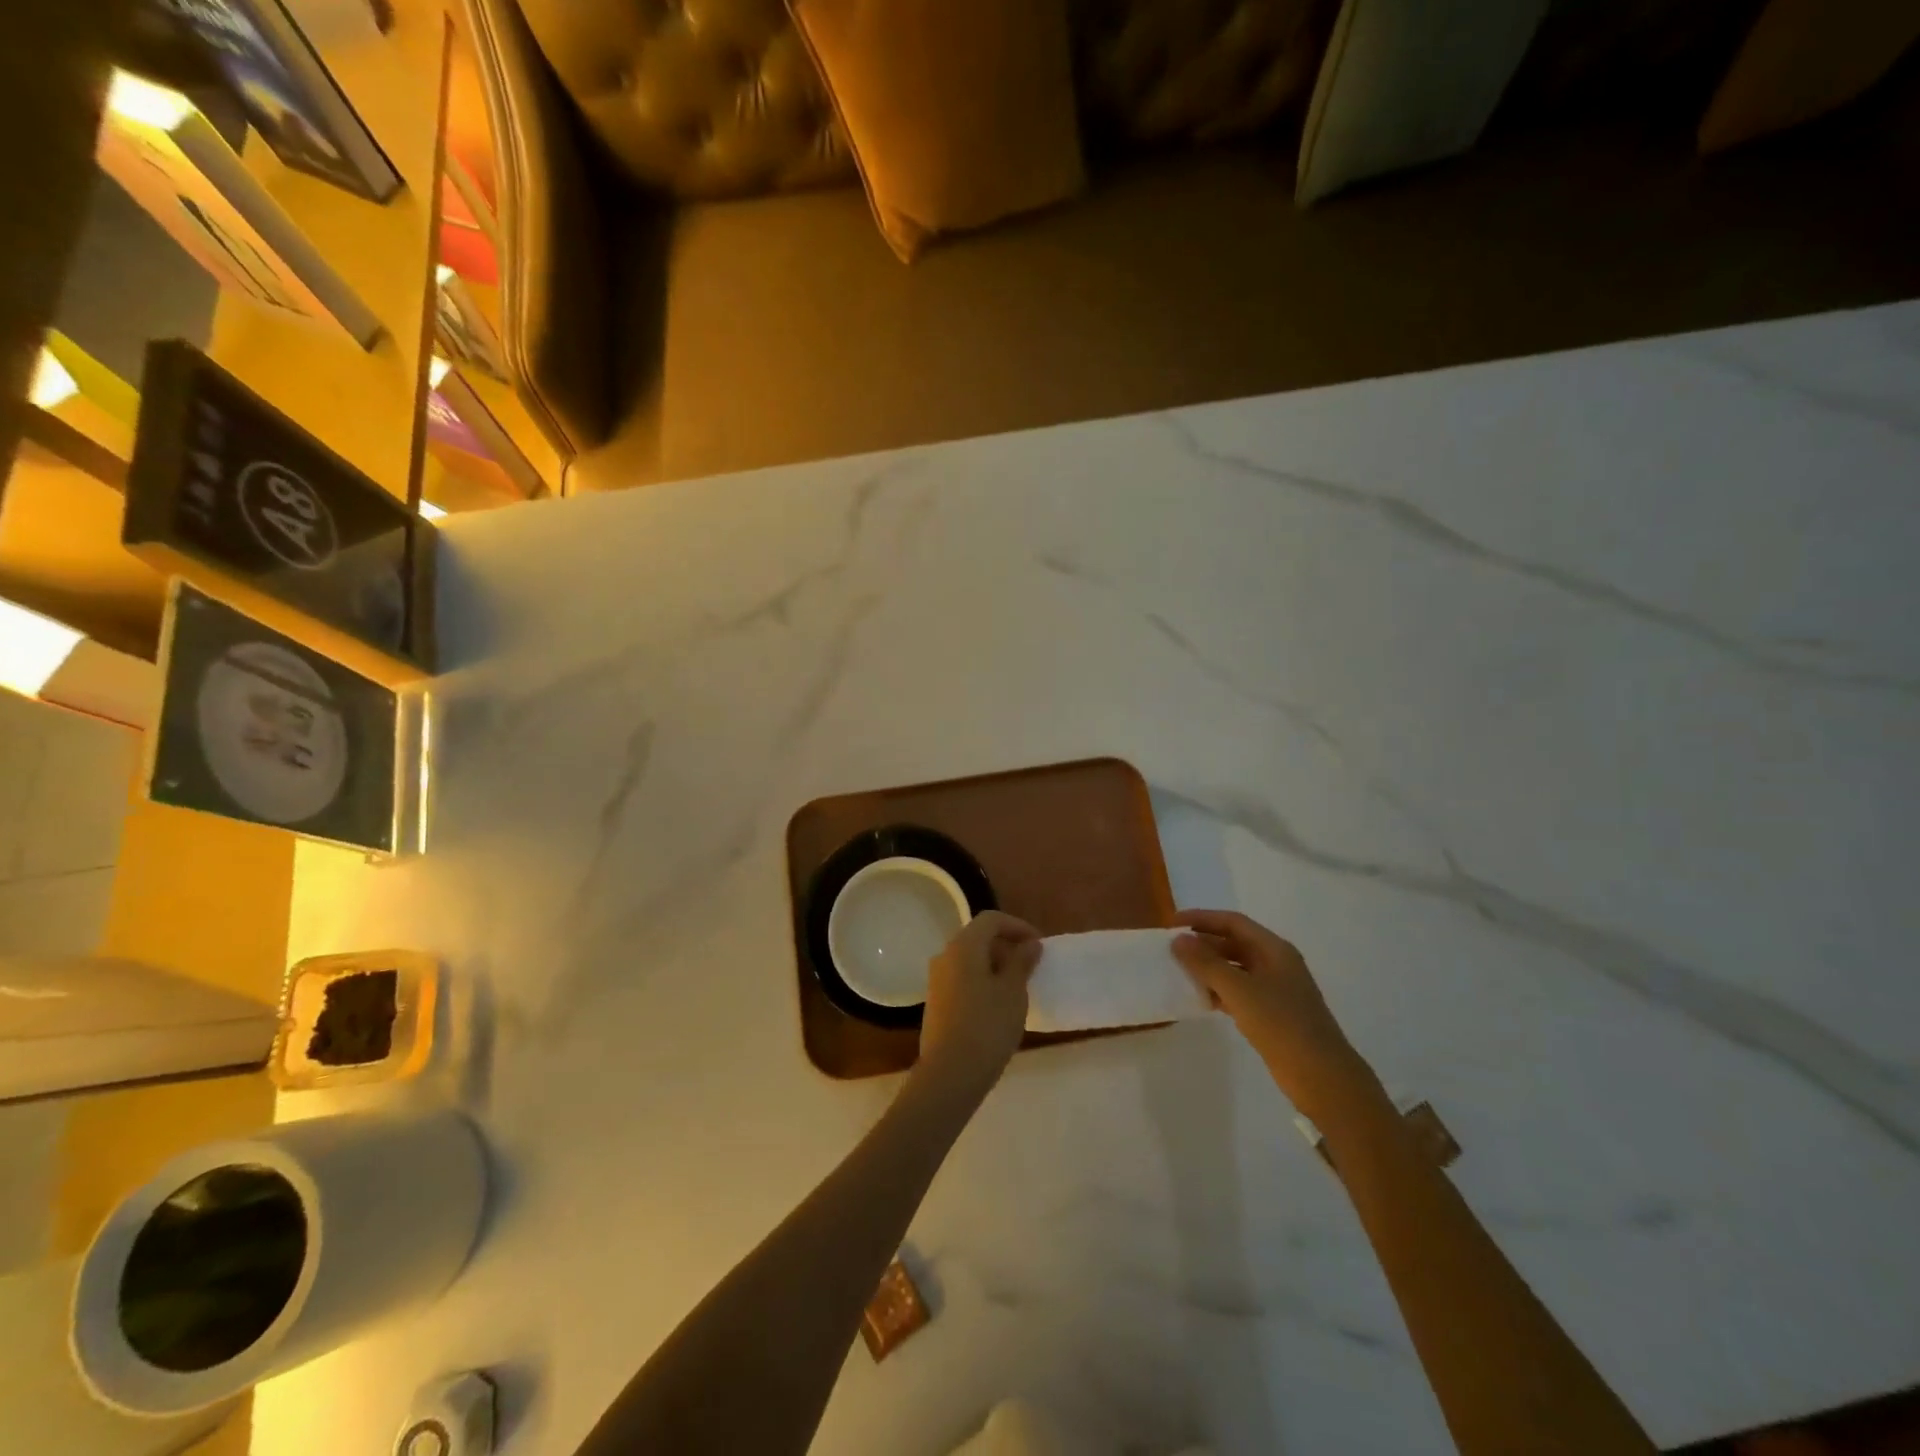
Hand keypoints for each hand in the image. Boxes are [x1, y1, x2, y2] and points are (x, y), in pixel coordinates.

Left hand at [917, 911, 1040, 1101]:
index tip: (1039, 946)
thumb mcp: (1013, 992)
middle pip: (978, 938)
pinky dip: (982, 982)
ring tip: (1018, 988)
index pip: (991, 920)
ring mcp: (937, 980)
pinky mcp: (936, 1002)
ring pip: (970, 960)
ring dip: (995, 966)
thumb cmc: (987, 1026)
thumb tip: (1029, 944)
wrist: (949, 1073)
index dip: (1017, 926)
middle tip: (1030, 967)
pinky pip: (962, 979)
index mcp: (963, 946)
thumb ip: (1021, 962)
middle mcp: (945, 956)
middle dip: (1006, 946)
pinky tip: (998, 1006)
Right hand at [1173, 909, 1368, 1112]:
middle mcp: (1276, 963)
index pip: (1233, 922)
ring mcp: (1276, 989)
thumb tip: (1179, 939)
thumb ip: (1206, 963)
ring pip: (1235, 968)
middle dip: (1203, 943)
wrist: (1322, 1076)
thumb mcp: (1239, 990)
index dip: (1202, 918)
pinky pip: (1239, 992)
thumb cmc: (1281, 1024)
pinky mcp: (1272, 1013)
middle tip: (1172, 949)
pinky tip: (1200, 999)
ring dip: (1209, 968)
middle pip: (1234, 943)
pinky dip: (1219, 991)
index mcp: (1274, 949)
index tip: (1172, 923)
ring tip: (1180, 972)